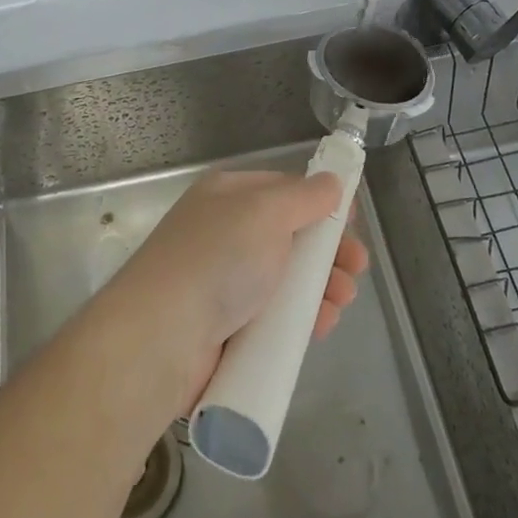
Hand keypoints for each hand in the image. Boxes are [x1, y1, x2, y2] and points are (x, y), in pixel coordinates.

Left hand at [106, 169, 369, 407]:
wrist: (162, 336)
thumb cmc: (218, 260)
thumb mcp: (265, 213)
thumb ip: (304, 196)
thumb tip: (331, 181)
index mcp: (228, 195)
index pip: (283, 190)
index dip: (319, 203)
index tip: (351, 222)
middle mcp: (225, 232)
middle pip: (289, 236)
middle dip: (327, 251)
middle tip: (356, 269)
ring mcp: (224, 280)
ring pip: (286, 279)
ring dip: (321, 287)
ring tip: (341, 301)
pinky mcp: (227, 326)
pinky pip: (274, 316)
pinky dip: (301, 319)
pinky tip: (321, 326)